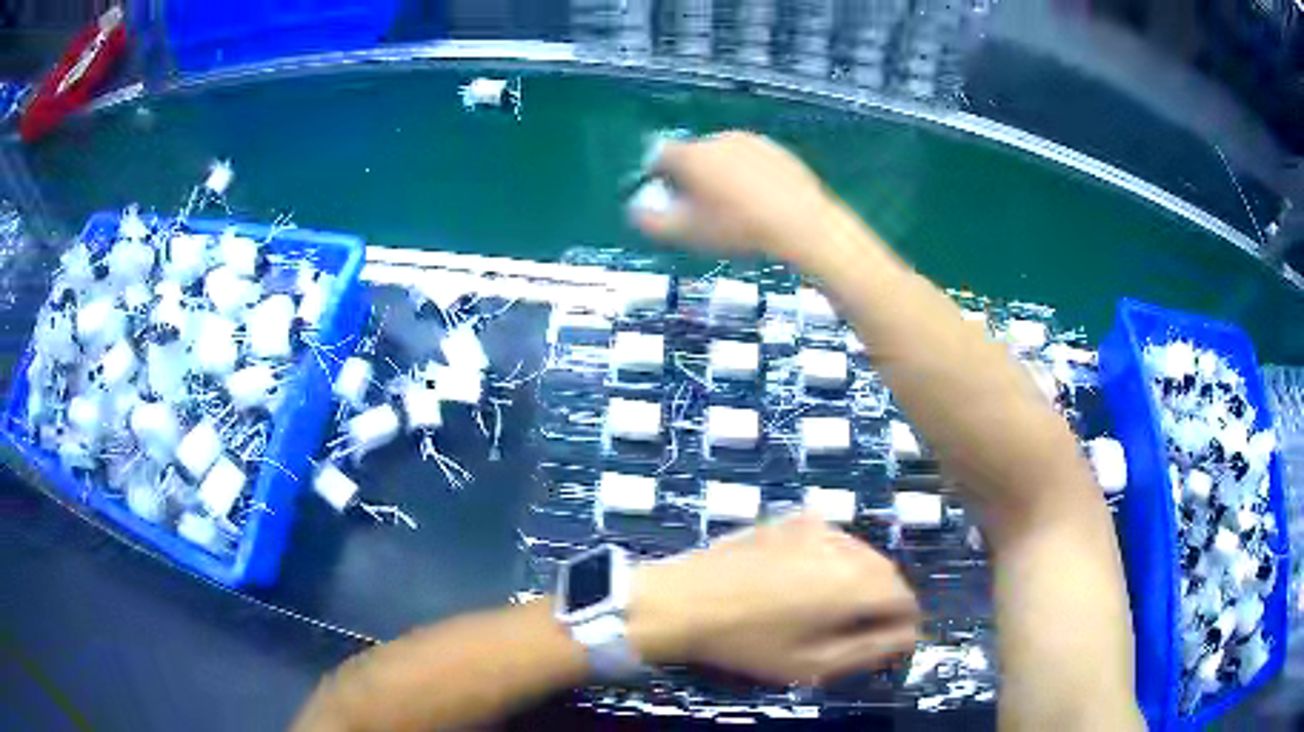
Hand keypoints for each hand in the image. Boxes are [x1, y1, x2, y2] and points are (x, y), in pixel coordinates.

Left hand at [628, 513, 919, 685]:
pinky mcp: (791, 518)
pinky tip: (802, 582)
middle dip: (882, 601)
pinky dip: (834, 560)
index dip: (901, 623)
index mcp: (855, 583)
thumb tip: (910, 636)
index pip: (905, 599)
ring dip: (860, 579)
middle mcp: (845, 545)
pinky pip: (831, 539)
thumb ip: (871, 649)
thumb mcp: (812, 663)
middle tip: (854, 630)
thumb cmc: (747, 643)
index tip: (885, 642)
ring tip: (826, 609)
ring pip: (861, 554)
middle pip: (888, 572)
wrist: (683, 601)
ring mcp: (817, 525)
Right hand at [629, 132, 841, 268]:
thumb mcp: (685, 233)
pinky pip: (750, 161)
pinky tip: (759, 202)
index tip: (668, 202)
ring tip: (734, 208)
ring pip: (722, 157)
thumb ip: (650, 222)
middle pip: (691, 155)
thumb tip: (635, 210)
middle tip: (702, 210)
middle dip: (690, 178)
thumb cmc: (737, 230)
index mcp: (690, 155)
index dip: (658, 180)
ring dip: (720, 176)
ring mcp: (750, 141)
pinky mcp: (776, 150)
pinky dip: (748, 176)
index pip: (658, 157)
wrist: (801, 224)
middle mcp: (716, 139)